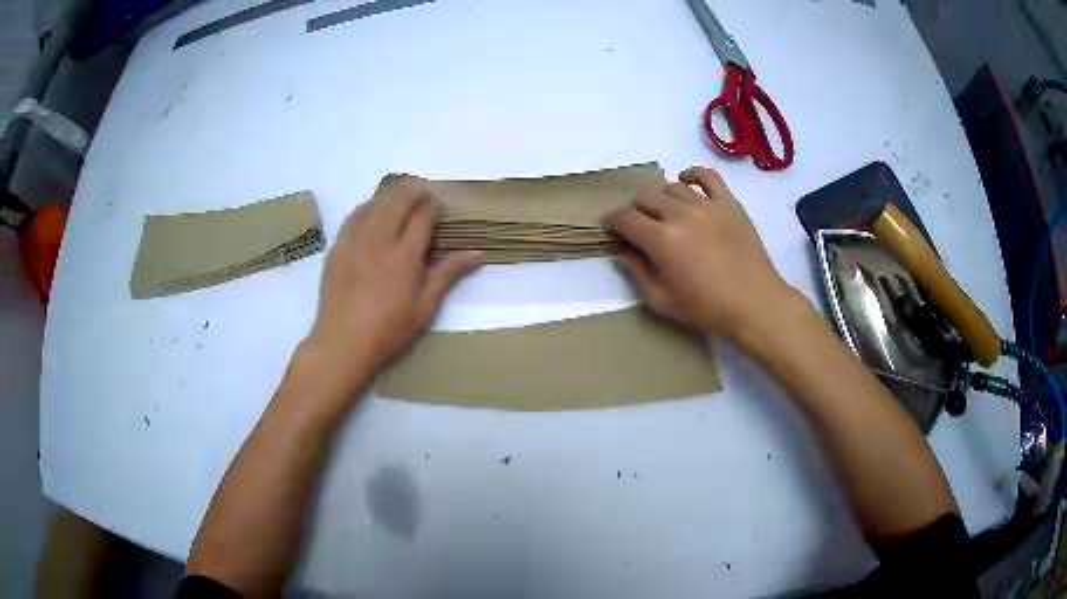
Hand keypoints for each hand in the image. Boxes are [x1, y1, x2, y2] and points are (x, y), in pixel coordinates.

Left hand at [306, 177, 480, 385]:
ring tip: (400, 200)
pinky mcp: (337, 248)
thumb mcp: (425, 308)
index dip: (434, 206)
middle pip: (398, 200)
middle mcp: (379, 240)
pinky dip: (367, 208)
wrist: (343, 345)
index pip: (422, 216)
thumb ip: (448, 275)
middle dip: (414, 193)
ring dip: (390, 196)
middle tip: (423, 197)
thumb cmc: (389, 331)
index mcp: (405, 255)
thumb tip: (477, 255)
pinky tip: (371, 214)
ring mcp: (354, 242)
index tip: (440, 207)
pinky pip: (352, 217)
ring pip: (374, 203)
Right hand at [603, 166, 795, 341]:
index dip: (612, 222)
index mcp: (662, 240)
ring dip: (661, 198)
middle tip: (640, 227)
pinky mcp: (728, 202)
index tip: (611, 227)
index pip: (625, 218)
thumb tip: (622, 249)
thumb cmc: (707, 308)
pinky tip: (686, 183)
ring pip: (672, 187)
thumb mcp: (662, 300)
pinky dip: (692, 174)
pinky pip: (706, 176)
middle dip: (636, 211)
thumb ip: (637, 272)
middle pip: (646, 198)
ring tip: (666, 213)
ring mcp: (707, 204)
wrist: (755, 304)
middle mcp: (681, 214)